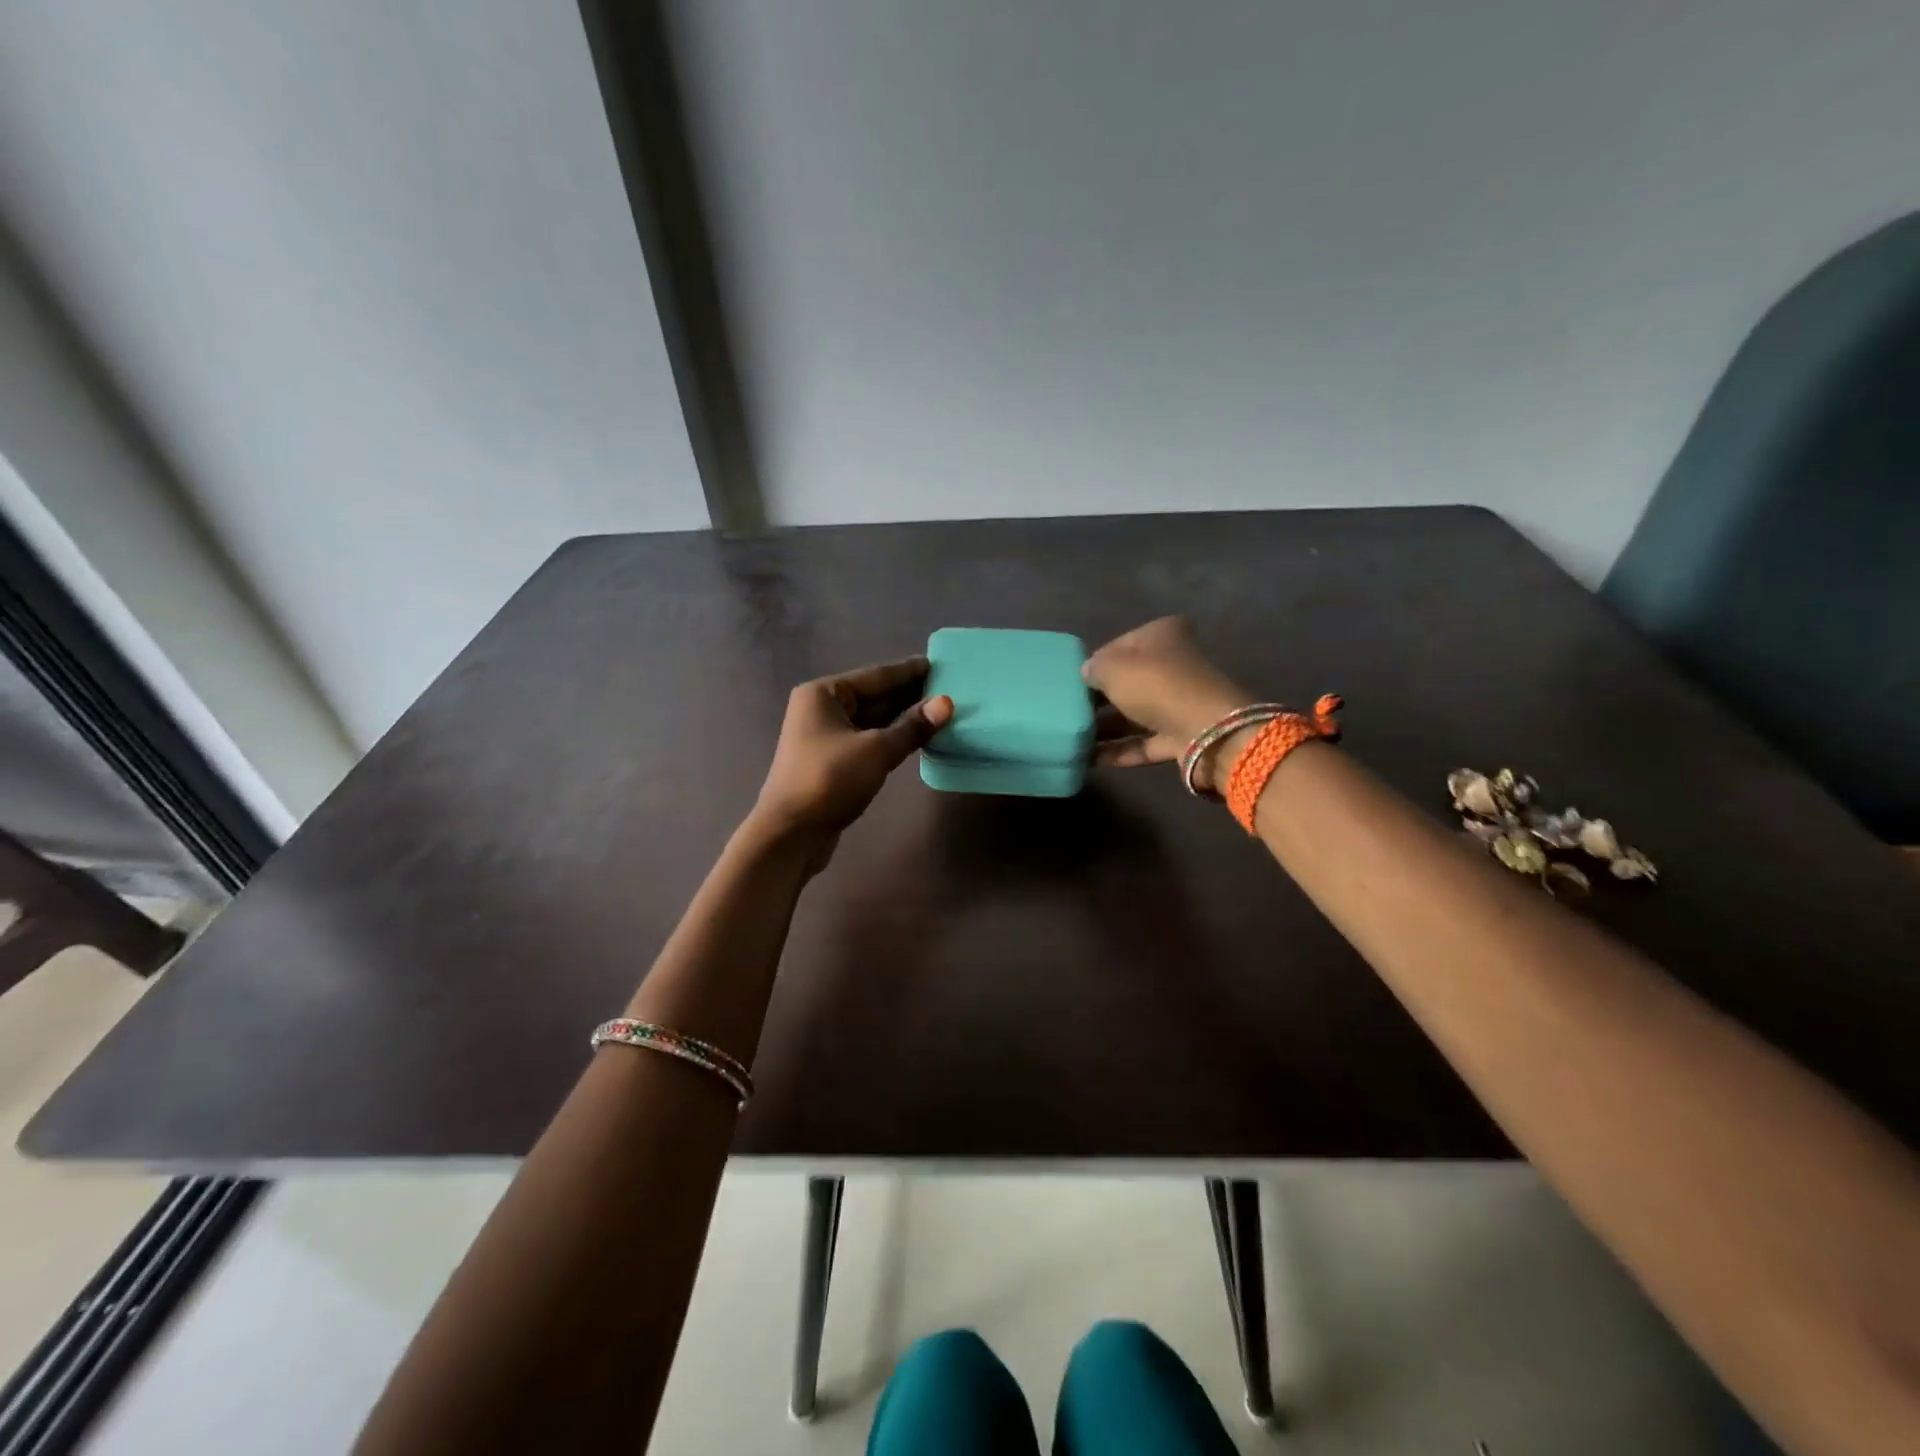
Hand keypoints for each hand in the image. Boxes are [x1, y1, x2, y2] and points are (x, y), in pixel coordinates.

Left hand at [751, 657, 953, 866]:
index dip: (909, 671)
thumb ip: (912, 726)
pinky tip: (917, 738)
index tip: (939, 664)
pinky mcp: (831, 761)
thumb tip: (947, 703)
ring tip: (940, 712)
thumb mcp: (876, 750)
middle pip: (873, 696)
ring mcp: (824, 736)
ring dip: (902, 718)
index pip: (876, 676)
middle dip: (909, 694)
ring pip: (872, 720)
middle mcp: (821, 709)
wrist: (790, 834)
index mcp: (824, 694)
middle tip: (948, 688)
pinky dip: (891, 738)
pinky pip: (867, 740)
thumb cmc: (829, 781)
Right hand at [1084, 617, 1252, 790]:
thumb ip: (1093, 668)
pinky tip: (1087, 759)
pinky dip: (1117, 750)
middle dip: (1099, 697)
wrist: (1206, 732)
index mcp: (1163, 635)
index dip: (1096, 662)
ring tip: (1071, 737)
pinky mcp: (1180, 736)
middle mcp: (1174, 665)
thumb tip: (1087, 674)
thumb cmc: (1156, 685)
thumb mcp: (1112, 667)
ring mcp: (1179, 703)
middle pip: (1128, 681)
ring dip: (1105, 727)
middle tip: (1067, 710)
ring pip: (1134, 714)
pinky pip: (1141, 742)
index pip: (1120, 645)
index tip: (1072, 681)